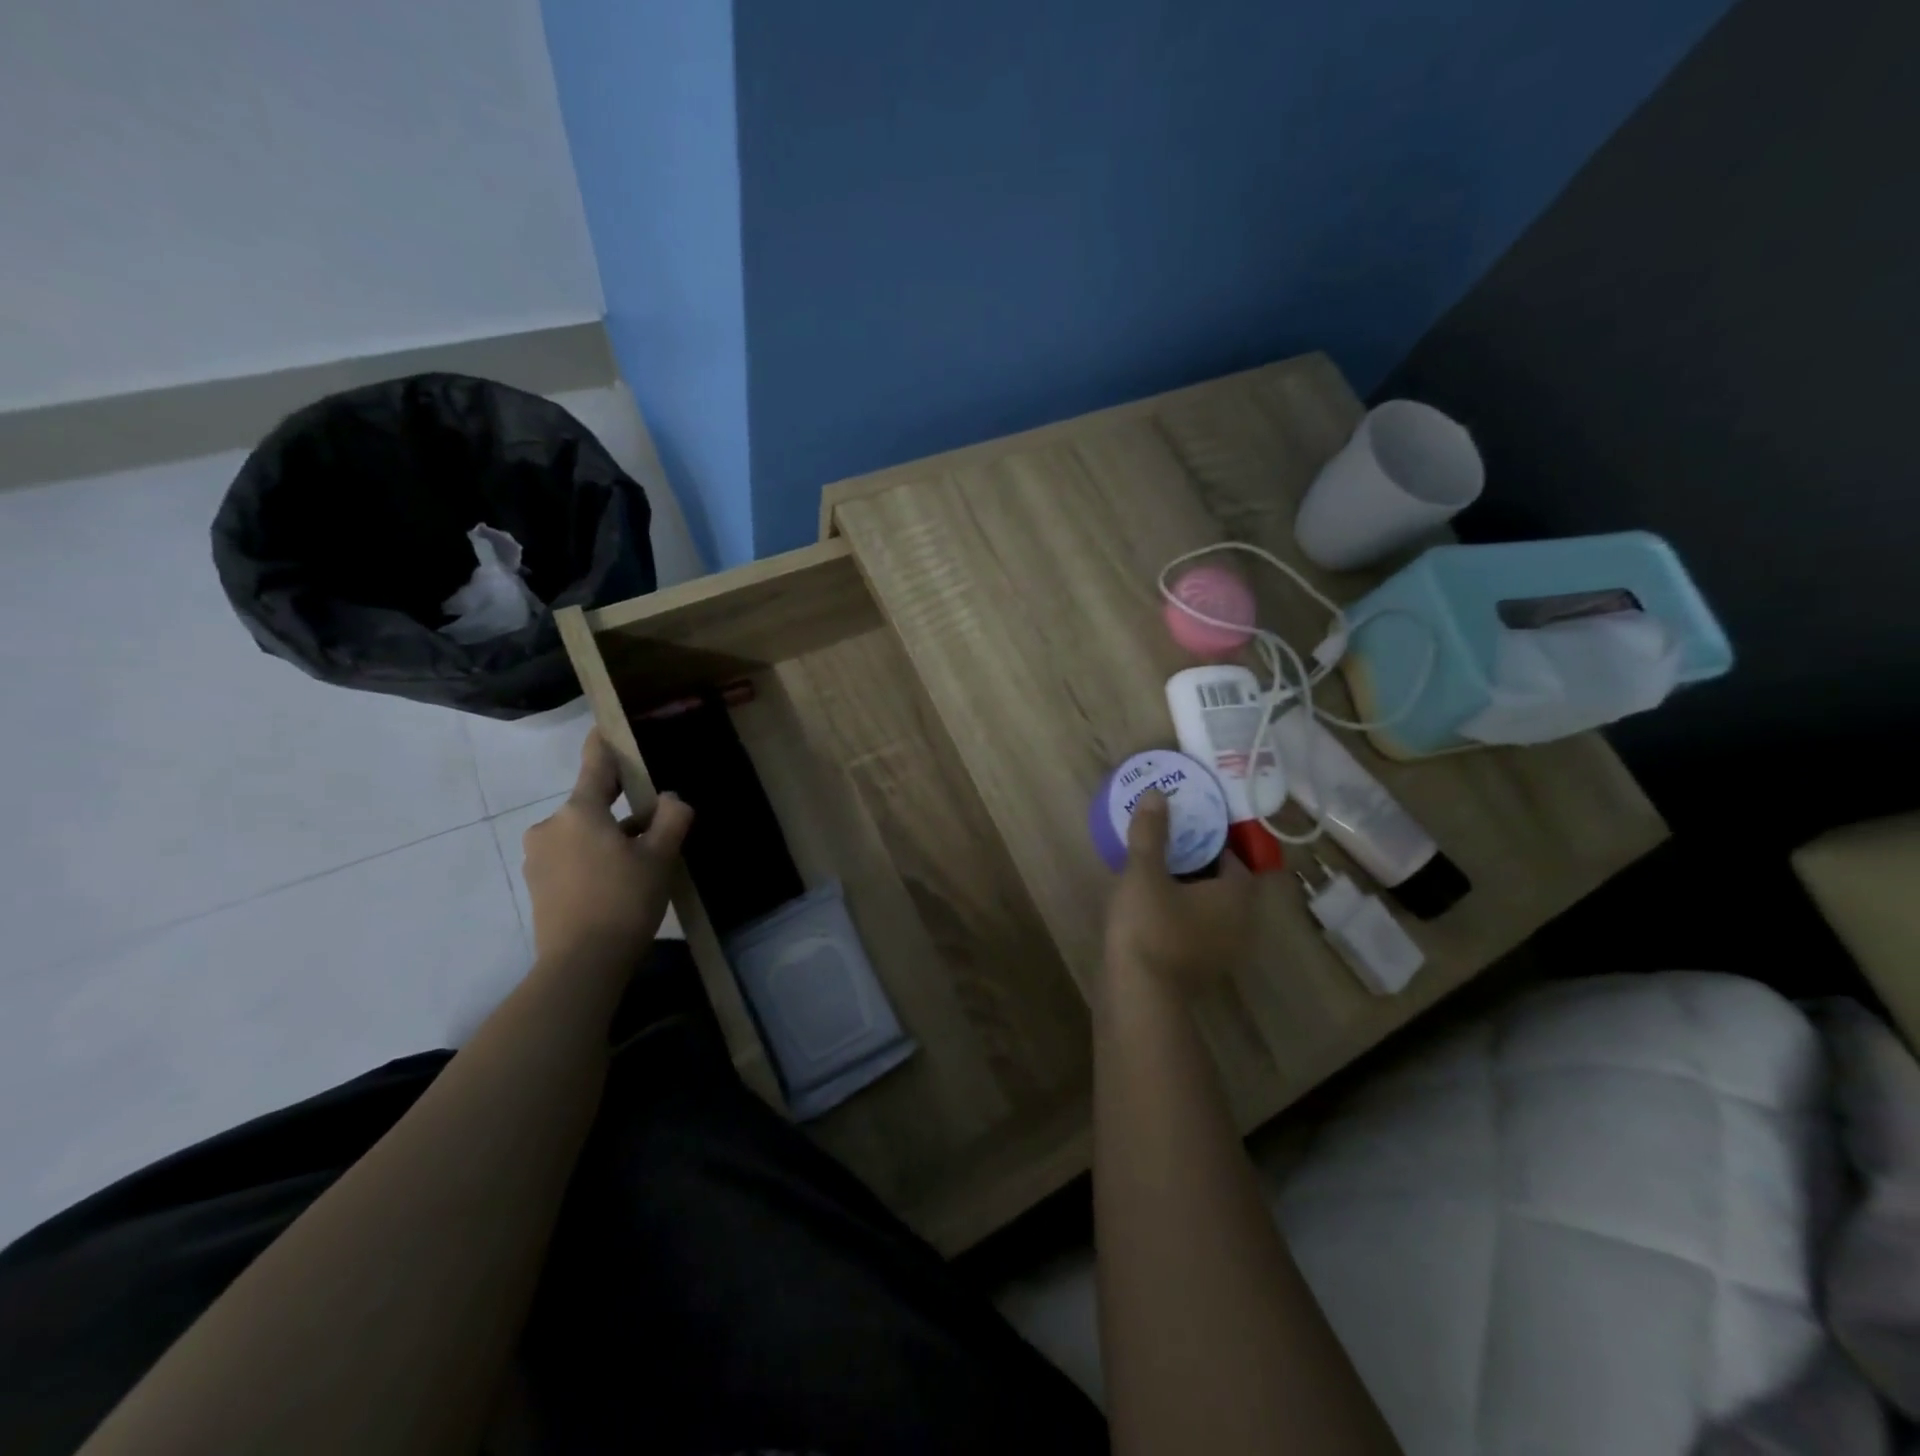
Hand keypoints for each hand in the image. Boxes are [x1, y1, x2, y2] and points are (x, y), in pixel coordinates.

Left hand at [522, 731, 692, 965]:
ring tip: (640, 865)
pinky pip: (571, 857)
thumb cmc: (624, 901)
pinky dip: (593, 860)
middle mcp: (551, 826)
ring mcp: (538, 856)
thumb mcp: (661, 856)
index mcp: (579, 811)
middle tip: (655, 830)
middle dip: (622, 811)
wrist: (581, 965)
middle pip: (592, 805)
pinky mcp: (537, 884)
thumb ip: (672, 817)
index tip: (606, 725)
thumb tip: (670, 799)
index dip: (604, 743)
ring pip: (582, 833)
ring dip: (609, 838)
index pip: (595, 764)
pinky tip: (617, 884)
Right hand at [1104, 791, 1255, 993]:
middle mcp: (1240, 923)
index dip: (1213, 839)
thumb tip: (1157, 793)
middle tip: (1169, 842)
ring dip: (1190, 890)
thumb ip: (1152, 832)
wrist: (1137, 994)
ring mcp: (1222, 951)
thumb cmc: (1149, 926)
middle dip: (1199, 862)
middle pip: (1225, 883)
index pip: (1236, 858)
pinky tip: (1152, 905)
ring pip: (1210, 909)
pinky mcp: (1200, 968)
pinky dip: (1182, 914)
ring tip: (1157, 870)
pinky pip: (1197, 929)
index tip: (1187, 824)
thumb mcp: (1145, 872)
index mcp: (1236, 896)